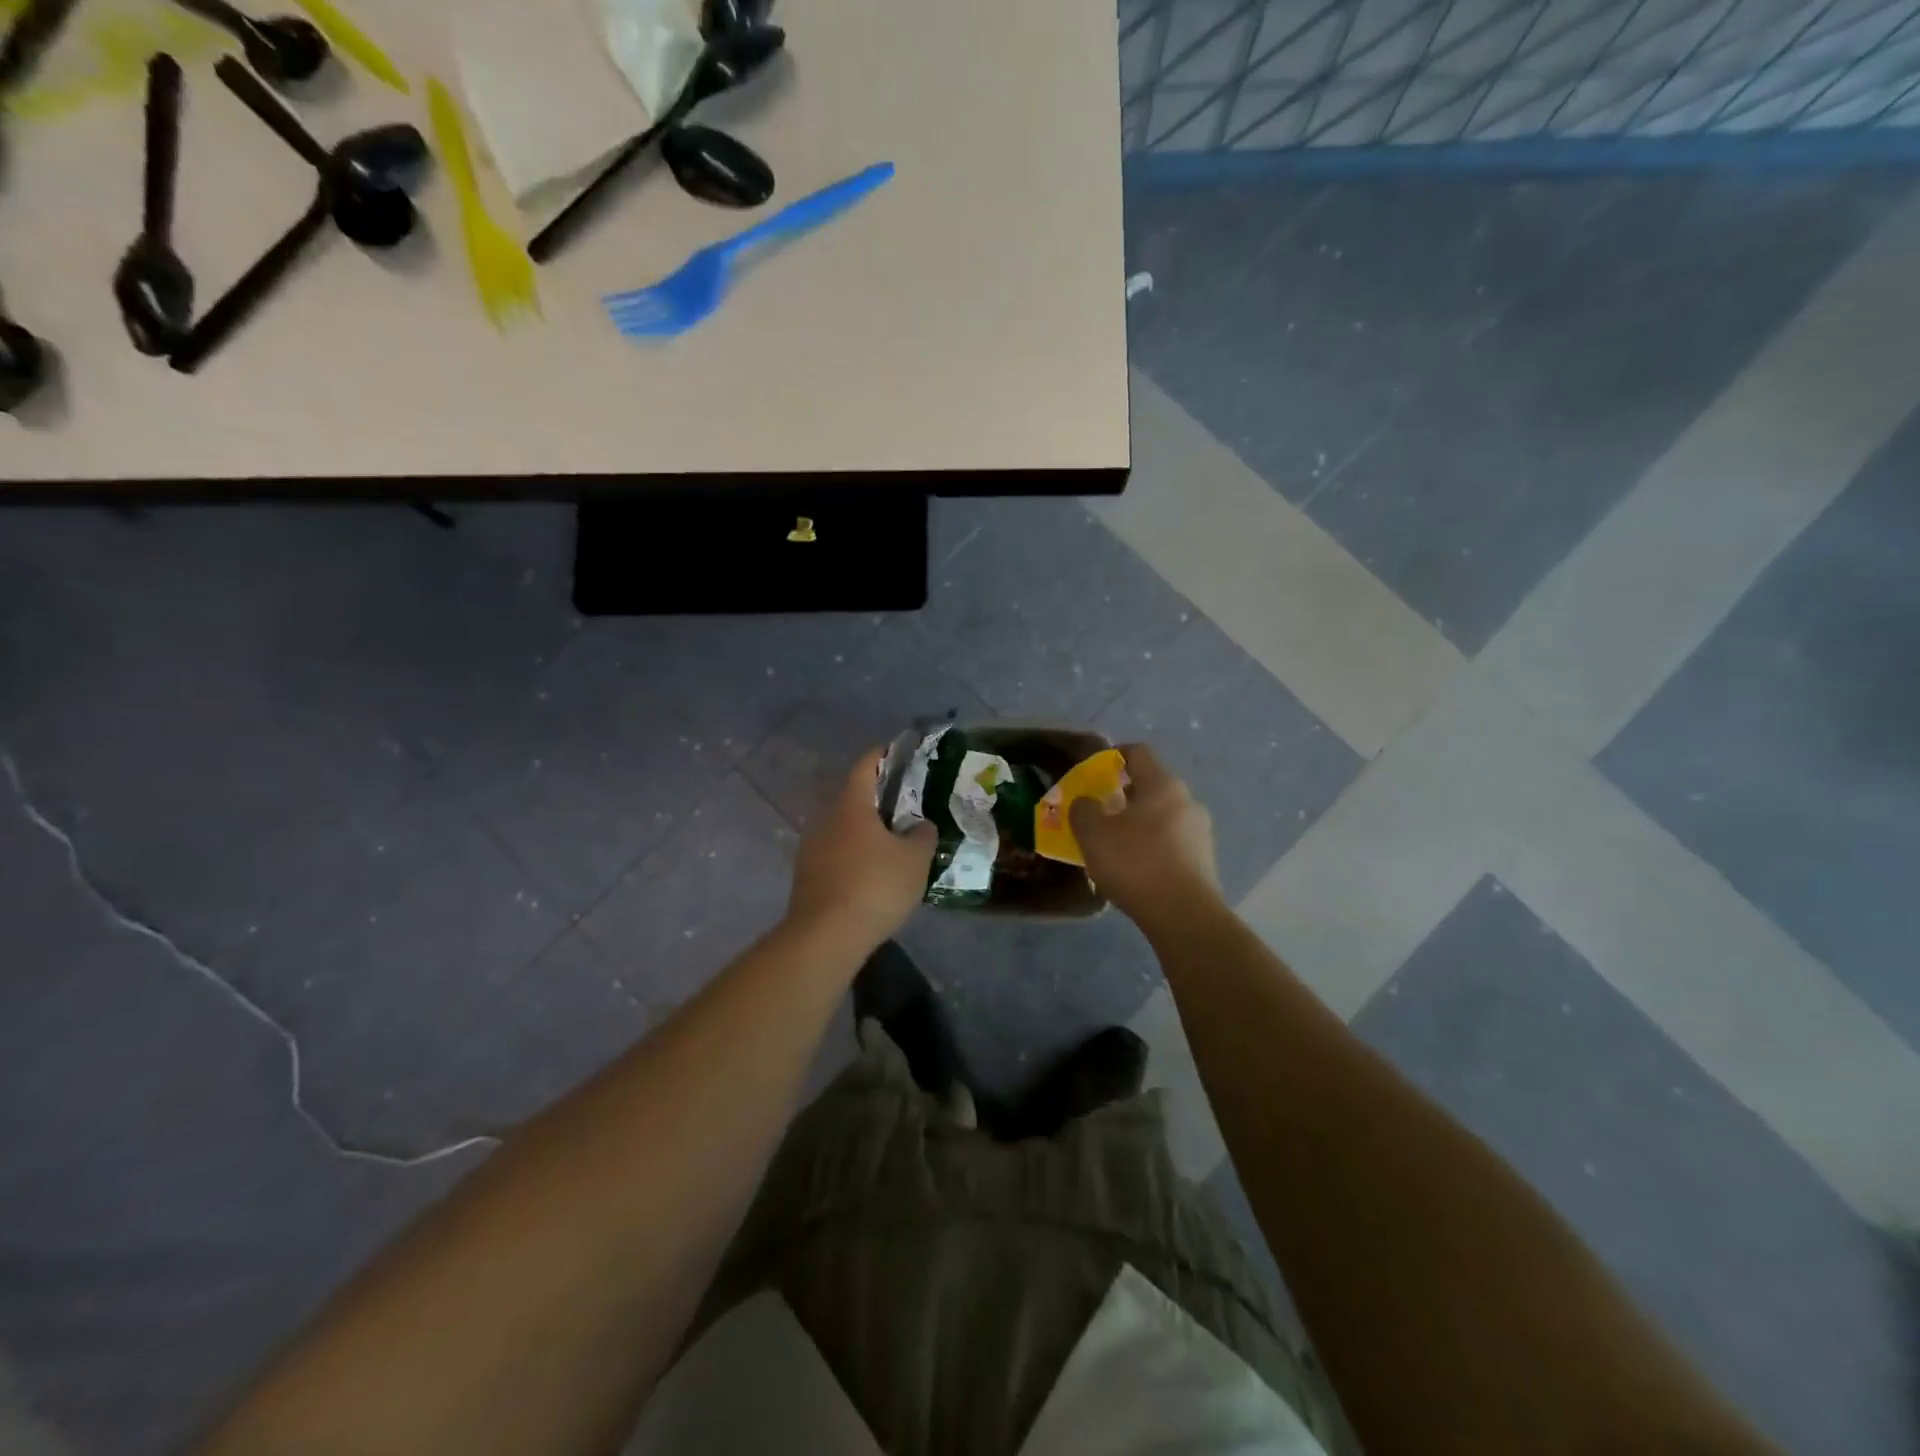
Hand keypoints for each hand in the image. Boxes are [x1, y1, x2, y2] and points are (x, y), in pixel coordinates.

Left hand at [787, 749, 936, 951]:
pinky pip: (836, 858)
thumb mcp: (915, 860)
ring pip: (843, 831)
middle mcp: (825, 821)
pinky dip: (854, 859)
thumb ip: (922, 836)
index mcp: (851, 806)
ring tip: (892, 846)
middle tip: (905, 807)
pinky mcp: (806, 879)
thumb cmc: (875, 886)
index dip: (881, 756)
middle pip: (853, 800)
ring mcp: (811, 851)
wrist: (825, 937)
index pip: (865, 767)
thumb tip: (921, 825)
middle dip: (878, 801)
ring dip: (865, 834)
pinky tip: (872, 877)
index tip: (896, 751)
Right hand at [1069, 743, 1221, 928]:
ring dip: (1139, 824)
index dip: (1113, 755)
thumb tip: (1085, 802)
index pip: (1137, 753)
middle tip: (1100, 814)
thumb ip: (1083, 810)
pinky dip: (1153, 846)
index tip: (1095, 770)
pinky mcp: (1205, 859)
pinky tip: (1138, 869)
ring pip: (1163, 816)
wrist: (1185, 916)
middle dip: (1123, 796)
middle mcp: (1187, 801)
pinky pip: (1173, 842)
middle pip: (1151, 786)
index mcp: (1162, 785)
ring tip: (1116, 846)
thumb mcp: (1093, 834)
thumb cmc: (1136, 864)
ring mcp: (1201, 831)